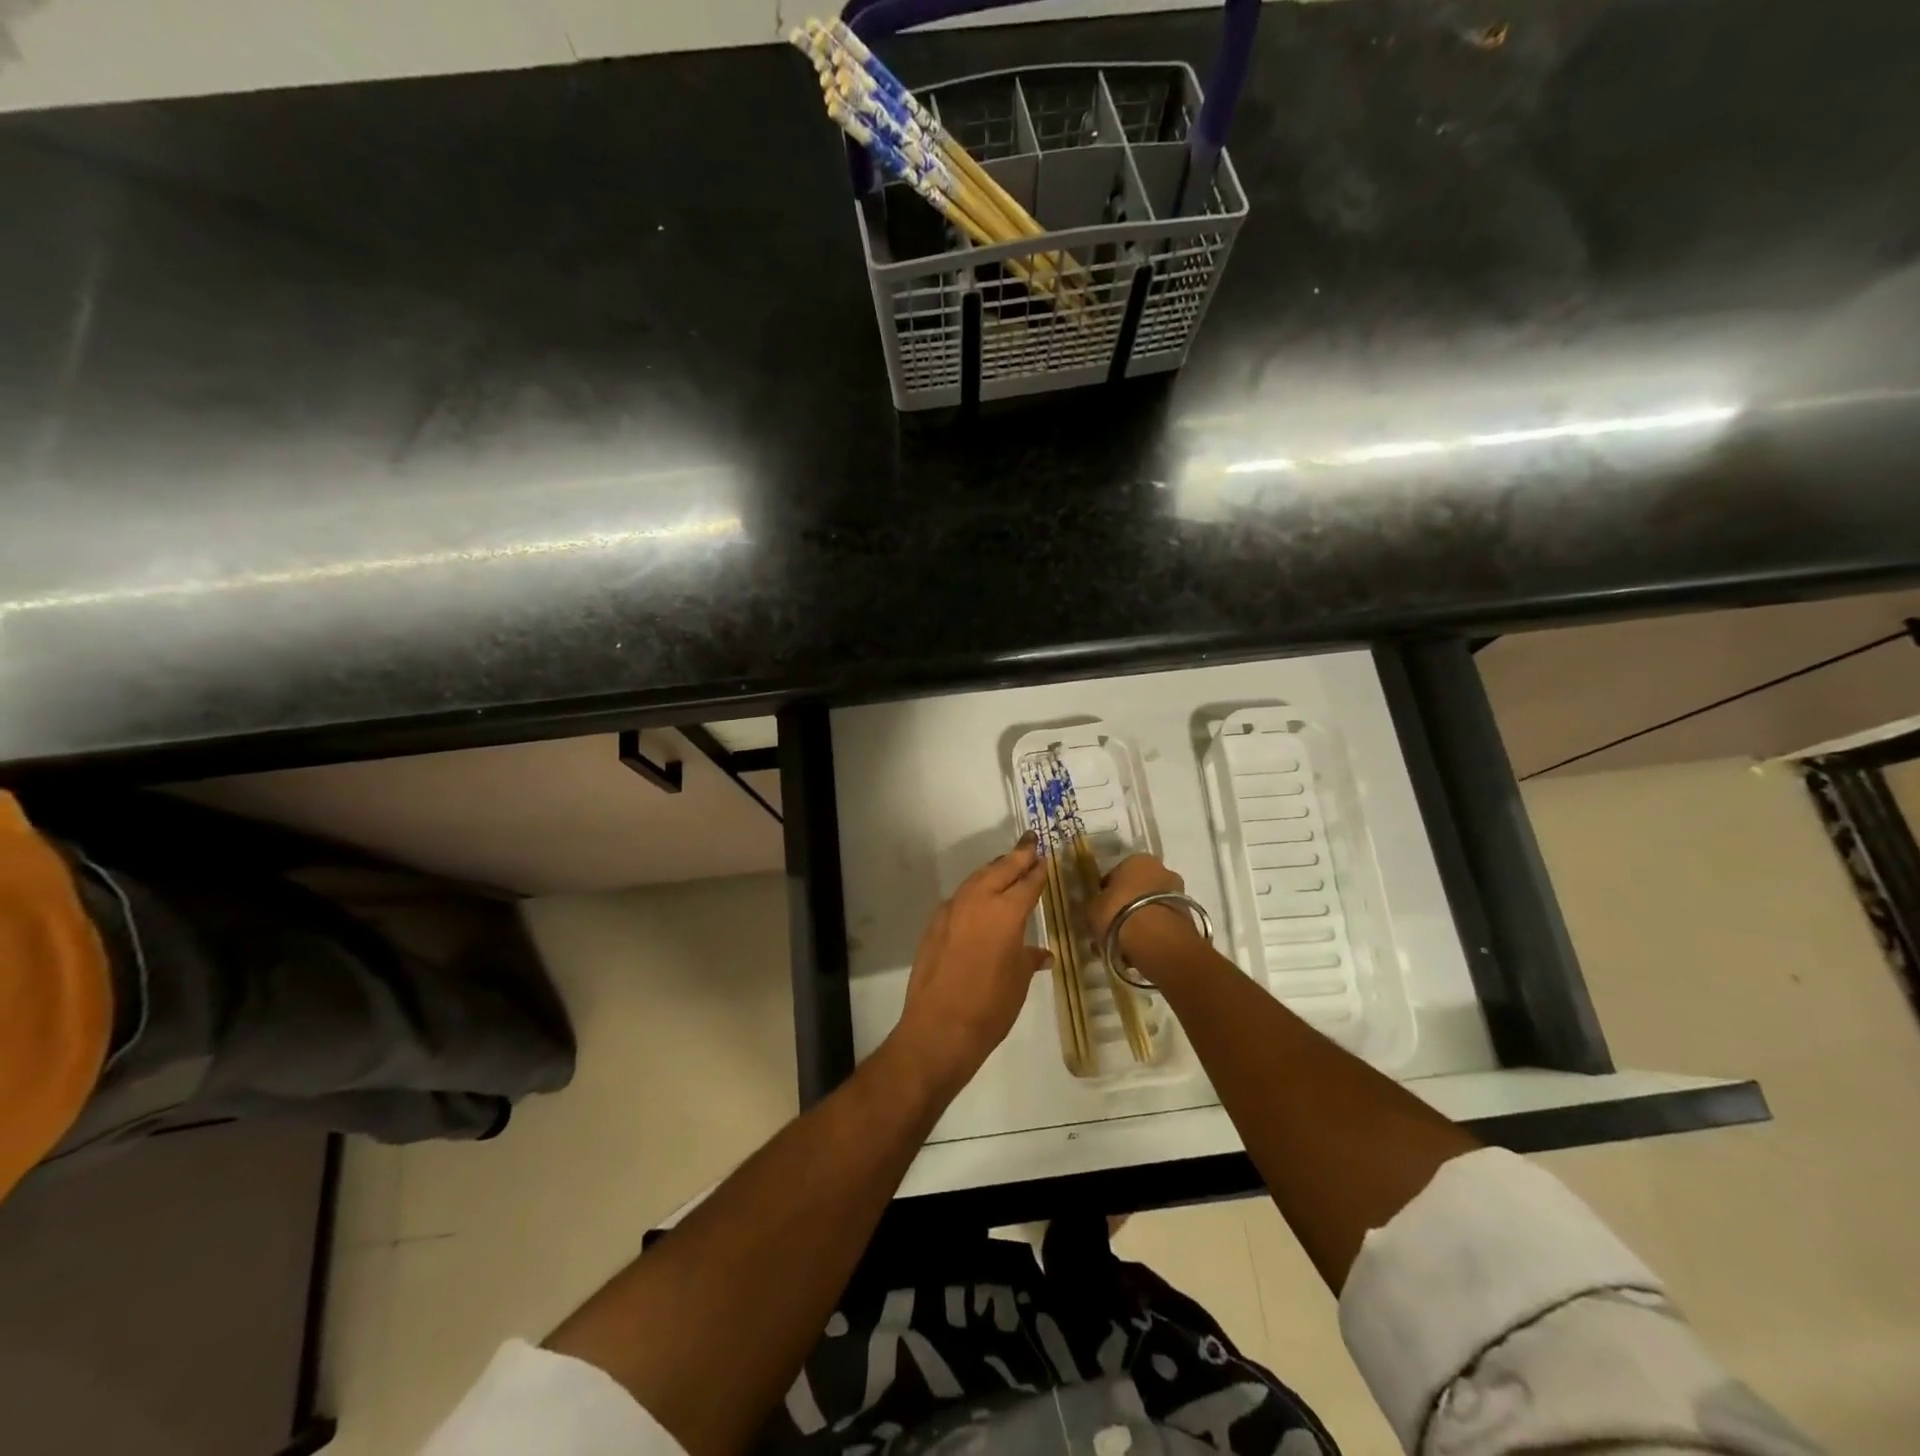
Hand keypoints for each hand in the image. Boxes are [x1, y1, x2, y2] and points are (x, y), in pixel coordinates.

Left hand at [891, 835, 1052, 1093]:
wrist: (939, 1028)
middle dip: (1018, 855)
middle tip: (1030, 841)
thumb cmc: (990, 1006)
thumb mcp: (1018, 980)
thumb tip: (1042, 954)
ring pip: (977, 878)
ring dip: (994, 868)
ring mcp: (952, 910)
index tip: (1045, 856)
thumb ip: (1028, 958)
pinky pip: (960, 897)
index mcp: (1006, 913)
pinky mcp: (935, 923)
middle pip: (1001, 869)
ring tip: (1007, 863)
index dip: (1038, 870)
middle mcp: (978, 902)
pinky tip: (980, 896)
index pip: (1027, 883)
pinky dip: (974, 889)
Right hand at [1089, 854, 1200, 963]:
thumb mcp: (1093, 909)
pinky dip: (1155, 931)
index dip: (1107, 892)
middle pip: (1139, 887)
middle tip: (1115, 925)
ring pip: (1153, 905)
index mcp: (1136, 860)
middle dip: (1128, 904)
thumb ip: (1096, 905)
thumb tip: (1098, 909)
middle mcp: (1162, 869)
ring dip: (1143, 918)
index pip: (1116, 874)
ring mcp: (1180, 892)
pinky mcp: (1190, 916)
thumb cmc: (1119, 914)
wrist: (1157, 940)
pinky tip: (1142, 948)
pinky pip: (1164, 921)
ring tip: (1128, 942)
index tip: (1101, 909)